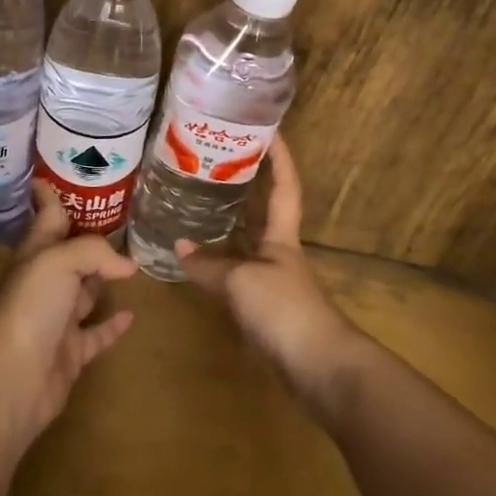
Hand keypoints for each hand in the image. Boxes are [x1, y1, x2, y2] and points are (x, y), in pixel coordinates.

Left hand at [0, 180, 137, 446]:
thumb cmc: (32, 308)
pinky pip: (97, 333)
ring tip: (134, 264)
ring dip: (103, 279)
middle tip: (120, 220)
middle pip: (69, 253)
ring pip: (84, 292)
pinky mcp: (71, 352)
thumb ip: (95, 251)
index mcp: (37, 254)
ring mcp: (57, 319)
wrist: (14, 377)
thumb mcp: (60, 261)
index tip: (54, 174)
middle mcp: (45, 282)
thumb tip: (127, 265)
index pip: (47, 216)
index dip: (50, 195)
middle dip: (88, 237)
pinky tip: (131, 314)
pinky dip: (112, 324)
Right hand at [176, 135, 366, 420]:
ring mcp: (273, 280)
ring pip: (247, 242)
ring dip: (227, 224)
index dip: (280, 157)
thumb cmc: (284, 309)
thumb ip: (209, 265)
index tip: (268, 128)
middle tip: (214, 163)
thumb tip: (178, 246)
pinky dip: (218, 264)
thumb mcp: (241, 281)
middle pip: (265, 211)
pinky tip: (198, 263)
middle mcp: (280, 252)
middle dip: (248, 186)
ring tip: (196, 204)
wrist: (317, 366)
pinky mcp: (265, 308)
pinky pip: (237, 273)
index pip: (286, 186)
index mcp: (283, 236)